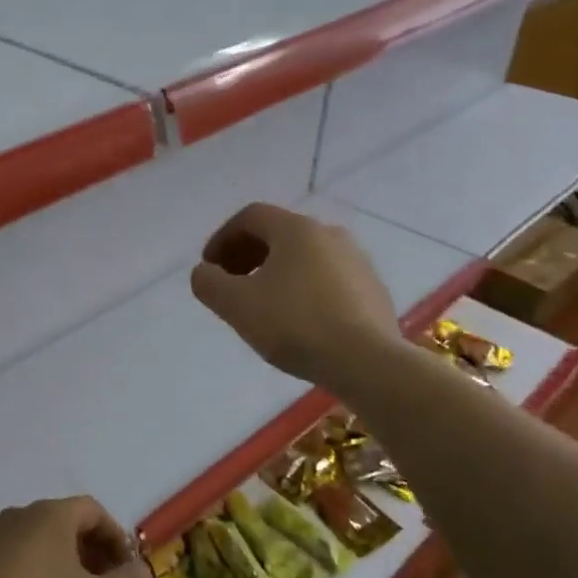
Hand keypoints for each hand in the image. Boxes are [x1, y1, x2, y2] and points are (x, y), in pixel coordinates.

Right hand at [190, 202, 400, 391]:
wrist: (366, 361)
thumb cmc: (295, 325)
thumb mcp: (236, 305)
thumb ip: (209, 283)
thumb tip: (204, 272)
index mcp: (296, 229)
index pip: (251, 216)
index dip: (222, 238)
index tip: (210, 268)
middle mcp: (330, 234)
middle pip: (279, 234)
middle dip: (248, 255)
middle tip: (231, 284)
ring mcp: (358, 261)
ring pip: (305, 257)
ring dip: (276, 273)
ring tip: (262, 305)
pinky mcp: (373, 290)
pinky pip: (328, 279)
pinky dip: (304, 289)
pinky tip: (298, 321)